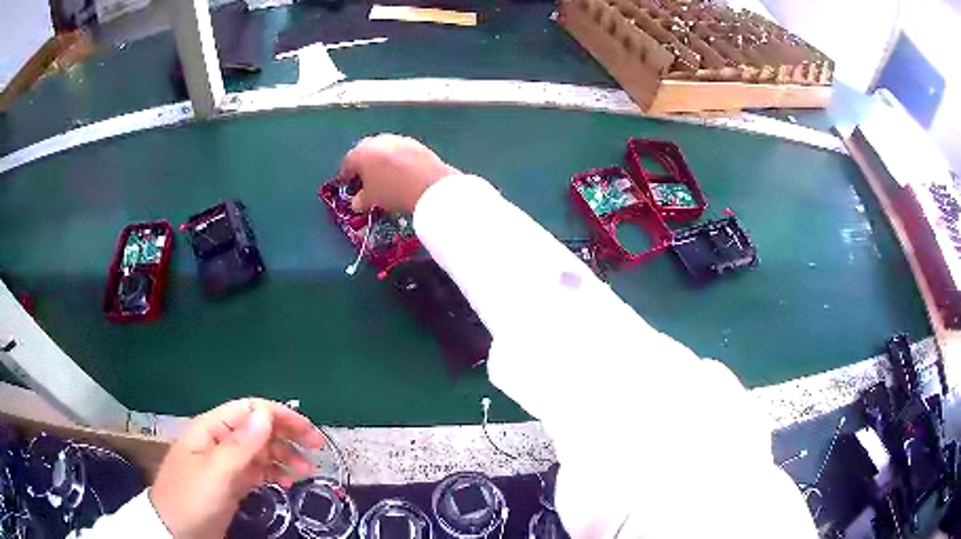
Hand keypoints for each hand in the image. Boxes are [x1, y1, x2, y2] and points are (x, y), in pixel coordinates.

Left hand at [149, 398, 324, 538]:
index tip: (308, 432)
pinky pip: (257, 470)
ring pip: (260, 450)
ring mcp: (225, 462)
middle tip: (316, 449)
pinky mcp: (230, 482)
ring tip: (307, 472)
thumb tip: (266, 411)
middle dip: (287, 435)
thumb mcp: (217, 473)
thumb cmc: (193, 499)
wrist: (176, 530)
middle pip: (257, 428)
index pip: (249, 410)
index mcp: (211, 429)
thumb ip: (241, 444)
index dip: (279, 416)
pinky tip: (287, 482)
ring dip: (284, 457)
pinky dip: (274, 473)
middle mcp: (220, 441)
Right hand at [338, 134, 460, 212]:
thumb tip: (357, 202)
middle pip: (365, 151)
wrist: (429, 185)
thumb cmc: (392, 191)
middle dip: (363, 164)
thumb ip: (360, 200)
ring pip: (383, 149)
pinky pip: (399, 152)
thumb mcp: (371, 200)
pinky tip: (401, 173)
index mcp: (361, 152)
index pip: (347, 163)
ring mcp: (397, 139)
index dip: (345, 175)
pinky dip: (397, 160)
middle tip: (364, 179)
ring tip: (383, 176)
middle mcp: (377, 140)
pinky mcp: (415, 143)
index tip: (345, 183)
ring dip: (380, 161)